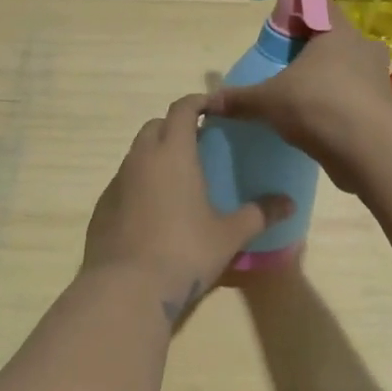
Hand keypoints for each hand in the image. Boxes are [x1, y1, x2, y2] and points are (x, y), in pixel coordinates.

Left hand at [82, 95, 293, 323]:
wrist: (125, 288)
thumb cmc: (184, 252)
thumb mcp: (229, 235)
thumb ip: (259, 214)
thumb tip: (289, 203)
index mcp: (174, 153)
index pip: (182, 109)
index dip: (198, 102)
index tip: (214, 107)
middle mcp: (141, 158)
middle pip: (156, 125)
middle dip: (175, 125)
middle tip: (199, 142)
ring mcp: (117, 182)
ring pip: (137, 153)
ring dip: (156, 154)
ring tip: (178, 178)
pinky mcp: (102, 207)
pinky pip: (124, 181)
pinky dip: (140, 182)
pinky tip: (154, 209)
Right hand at [204, 3, 391, 187]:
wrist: (366, 149)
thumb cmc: (316, 105)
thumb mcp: (268, 101)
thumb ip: (239, 99)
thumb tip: (207, 102)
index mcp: (338, 33)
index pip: (320, 7)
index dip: (300, 14)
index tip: (283, 30)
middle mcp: (364, 49)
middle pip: (337, 41)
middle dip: (315, 52)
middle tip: (290, 67)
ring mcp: (379, 80)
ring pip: (351, 72)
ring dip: (331, 81)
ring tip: (304, 98)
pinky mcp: (384, 110)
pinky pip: (358, 100)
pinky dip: (341, 107)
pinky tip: (321, 123)